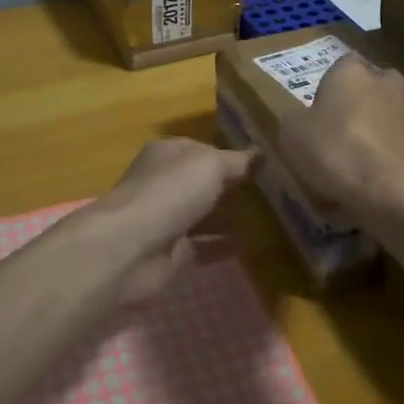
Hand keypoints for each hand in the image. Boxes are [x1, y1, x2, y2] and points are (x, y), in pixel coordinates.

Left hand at [93, 138, 255, 303]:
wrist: (130, 248)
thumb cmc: (170, 192)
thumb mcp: (210, 165)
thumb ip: (237, 162)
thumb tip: (262, 154)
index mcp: (168, 154)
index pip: (204, 150)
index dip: (231, 156)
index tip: (264, 166)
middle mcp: (164, 183)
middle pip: (202, 183)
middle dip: (232, 188)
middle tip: (273, 195)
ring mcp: (165, 219)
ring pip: (202, 215)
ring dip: (229, 218)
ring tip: (269, 221)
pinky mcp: (169, 253)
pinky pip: (202, 247)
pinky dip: (222, 246)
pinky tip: (251, 247)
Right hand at [277, 53, 403, 209]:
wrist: (386, 188)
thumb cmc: (333, 149)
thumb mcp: (292, 133)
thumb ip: (296, 118)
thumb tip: (302, 118)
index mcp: (351, 71)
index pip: (344, 63)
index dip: (333, 83)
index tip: (323, 106)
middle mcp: (385, 82)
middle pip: (374, 83)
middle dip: (363, 98)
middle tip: (343, 125)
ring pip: (392, 109)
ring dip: (381, 122)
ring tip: (363, 150)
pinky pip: (402, 138)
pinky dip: (392, 148)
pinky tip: (378, 170)